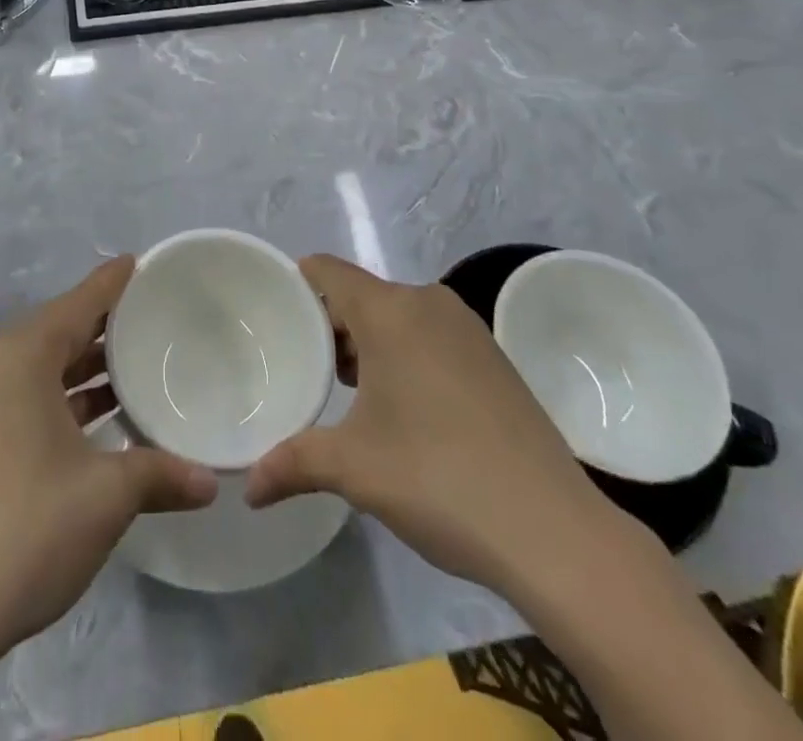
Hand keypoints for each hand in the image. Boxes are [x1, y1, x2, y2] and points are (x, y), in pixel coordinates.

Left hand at [0, 258, 217, 656]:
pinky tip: (96, 414)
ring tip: (133, 364)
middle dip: (104, 325)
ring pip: (41, 365)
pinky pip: (24, 393)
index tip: (141, 263)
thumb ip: (162, 474)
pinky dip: (60, 394)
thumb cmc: (30, 530)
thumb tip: (211, 482)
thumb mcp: (108, 495)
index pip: (80, 303)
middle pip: (59, 329)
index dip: (113, 283)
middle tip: (150, 316)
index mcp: (21, 356)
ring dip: (83, 367)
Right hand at [244, 255, 608, 596]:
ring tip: (347, 394)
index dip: (295, 286)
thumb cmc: (438, 478)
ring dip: (369, 345)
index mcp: (389, 310)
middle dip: (330, 328)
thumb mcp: (354, 469)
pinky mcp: (493, 356)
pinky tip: (403, 409)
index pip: (326, 271)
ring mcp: (467, 327)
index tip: (272, 318)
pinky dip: (405, 355)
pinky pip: (430, 335)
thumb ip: (292, 465)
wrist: (554, 530)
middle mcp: (427, 302)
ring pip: (397, 316)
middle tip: (305, 371)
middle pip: (360, 295)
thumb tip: (248, 488)